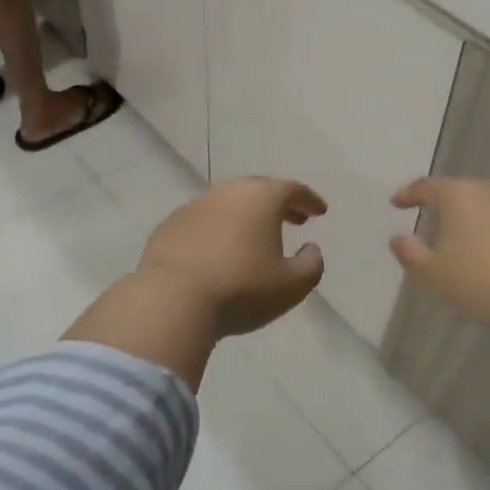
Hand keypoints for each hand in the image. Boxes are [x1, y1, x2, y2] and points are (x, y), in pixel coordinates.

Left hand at [138, 177, 326, 336]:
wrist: (172, 301)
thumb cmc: (241, 289)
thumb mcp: (292, 285)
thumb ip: (311, 264)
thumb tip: (310, 249)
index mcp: (260, 198)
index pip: (292, 189)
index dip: (309, 200)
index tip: (320, 212)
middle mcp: (226, 193)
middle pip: (258, 189)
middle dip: (278, 203)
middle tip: (293, 218)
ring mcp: (193, 207)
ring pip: (228, 204)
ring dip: (246, 216)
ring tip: (255, 237)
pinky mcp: (169, 226)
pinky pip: (202, 222)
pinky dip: (217, 230)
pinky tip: (218, 252)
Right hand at [390, 177, 489, 330]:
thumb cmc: (482, 278)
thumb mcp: (433, 273)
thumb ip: (410, 254)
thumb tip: (398, 239)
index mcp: (459, 194)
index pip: (427, 186)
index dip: (408, 194)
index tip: (396, 203)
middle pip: (460, 192)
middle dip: (443, 206)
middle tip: (429, 221)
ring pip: (487, 206)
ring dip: (472, 220)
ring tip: (461, 240)